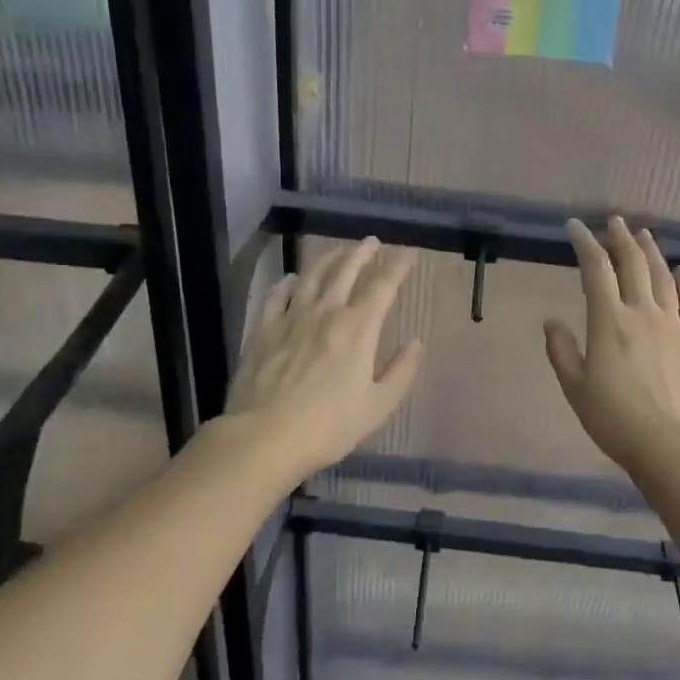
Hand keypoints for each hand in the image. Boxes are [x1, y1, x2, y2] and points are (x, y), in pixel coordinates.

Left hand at [226, 238, 423, 477]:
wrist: (263, 437)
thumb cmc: (328, 426)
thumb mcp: (377, 406)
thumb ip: (401, 372)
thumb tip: (416, 343)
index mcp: (358, 329)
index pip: (383, 286)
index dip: (398, 267)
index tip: (409, 254)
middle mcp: (325, 313)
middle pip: (345, 270)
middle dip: (362, 253)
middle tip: (372, 241)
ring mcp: (290, 318)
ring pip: (311, 276)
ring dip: (327, 259)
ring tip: (337, 251)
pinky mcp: (263, 330)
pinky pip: (276, 296)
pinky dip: (287, 283)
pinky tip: (291, 279)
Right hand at [544, 217, 679, 476]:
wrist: (671, 444)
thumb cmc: (615, 419)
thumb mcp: (576, 388)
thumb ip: (562, 351)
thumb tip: (552, 322)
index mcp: (609, 321)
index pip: (596, 270)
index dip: (585, 244)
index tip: (575, 227)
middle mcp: (642, 312)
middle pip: (633, 264)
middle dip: (620, 239)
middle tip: (614, 221)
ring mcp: (673, 324)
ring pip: (662, 277)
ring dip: (651, 252)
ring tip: (643, 235)